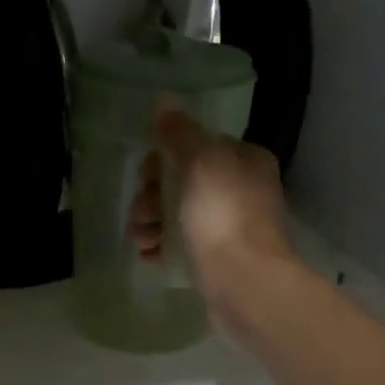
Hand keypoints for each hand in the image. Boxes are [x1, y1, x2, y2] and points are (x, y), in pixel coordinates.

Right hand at [128, 109, 294, 324]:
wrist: (245, 284)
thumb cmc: (223, 216)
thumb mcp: (200, 162)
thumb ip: (180, 132)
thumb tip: (164, 100)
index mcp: (243, 160)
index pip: (195, 147)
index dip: (162, 159)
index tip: (146, 177)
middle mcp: (240, 190)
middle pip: (181, 182)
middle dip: (151, 196)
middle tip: (141, 213)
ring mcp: (230, 227)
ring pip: (177, 215)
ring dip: (150, 223)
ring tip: (140, 239)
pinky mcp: (218, 259)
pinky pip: (180, 245)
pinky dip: (161, 247)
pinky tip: (148, 255)